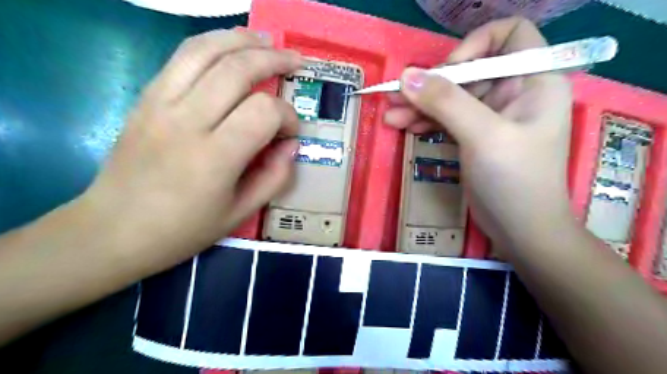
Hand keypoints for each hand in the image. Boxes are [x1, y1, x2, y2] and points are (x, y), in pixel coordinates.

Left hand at [83, 27, 302, 271]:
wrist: (112, 229)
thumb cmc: (182, 229)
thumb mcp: (240, 213)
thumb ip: (274, 178)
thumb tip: (291, 146)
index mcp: (215, 157)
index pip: (263, 112)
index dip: (287, 117)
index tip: (290, 133)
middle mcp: (187, 121)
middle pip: (237, 70)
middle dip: (274, 60)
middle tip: (295, 63)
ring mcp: (160, 104)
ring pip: (206, 50)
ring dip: (242, 39)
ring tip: (267, 41)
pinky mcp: (145, 98)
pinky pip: (182, 57)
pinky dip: (212, 44)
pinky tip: (230, 46)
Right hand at [386, 18, 573, 245]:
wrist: (521, 230)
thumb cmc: (514, 180)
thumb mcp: (482, 135)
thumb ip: (445, 102)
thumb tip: (407, 76)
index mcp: (533, 81)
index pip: (510, 36)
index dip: (475, 45)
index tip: (448, 71)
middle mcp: (515, 93)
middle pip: (469, 71)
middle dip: (432, 83)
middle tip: (396, 96)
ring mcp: (492, 117)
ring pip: (452, 97)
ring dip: (421, 104)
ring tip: (390, 115)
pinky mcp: (475, 137)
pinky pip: (448, 119)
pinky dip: (426, 121)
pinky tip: (404, 127)